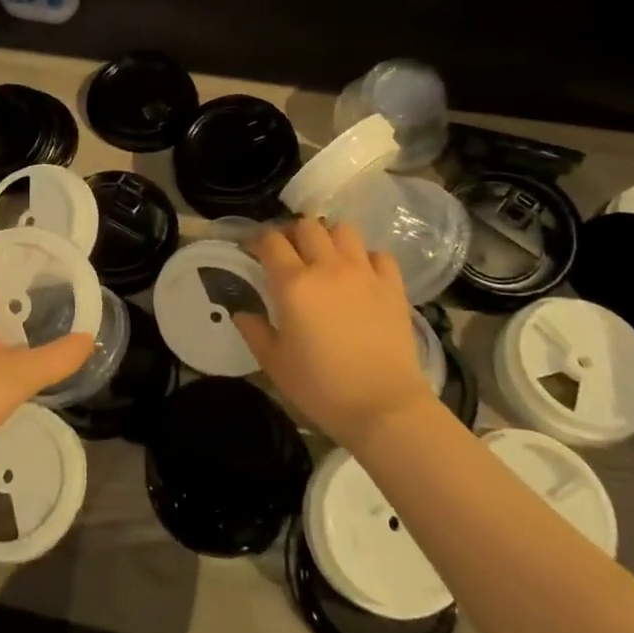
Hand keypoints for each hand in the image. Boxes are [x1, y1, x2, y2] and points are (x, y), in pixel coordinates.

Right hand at [235, 218, 430, 450]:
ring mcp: (364, 273)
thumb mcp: (275, 364)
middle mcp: (328, 268)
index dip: (259, 241)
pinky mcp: (392, 286)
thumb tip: (240, 313)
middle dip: (293, 234)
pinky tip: (360, 275)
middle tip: (289, 254)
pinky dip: (366, 258)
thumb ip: (254, 331)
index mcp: (294, 284)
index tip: (254, 251)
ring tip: (325, 258)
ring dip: (329, 238)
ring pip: (343, 230)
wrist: (383, 406)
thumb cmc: (321, 387)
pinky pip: (378, 254)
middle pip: (307, 226)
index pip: (271, 242)